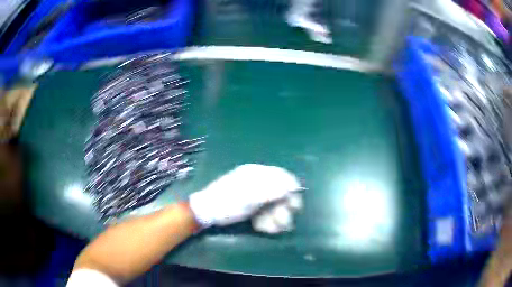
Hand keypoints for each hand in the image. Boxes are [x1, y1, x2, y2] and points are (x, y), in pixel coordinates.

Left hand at [188, 164, 302, 227]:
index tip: (296, 205)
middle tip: (285, 223)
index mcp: (255, 173)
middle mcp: (257, 182)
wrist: (206, 212)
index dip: (291, 189)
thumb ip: (269, 192)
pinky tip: (261, 227)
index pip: (281, 176)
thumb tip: (289, 188)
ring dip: (275, 217)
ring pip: (273, 205)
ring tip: (271, 229)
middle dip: (283, 208)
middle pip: (279, 193)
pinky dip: (266, 220)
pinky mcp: (251, 206)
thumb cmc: (226, 203)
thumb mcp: (247, 198)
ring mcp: (254, 194)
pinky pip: (265, 211)